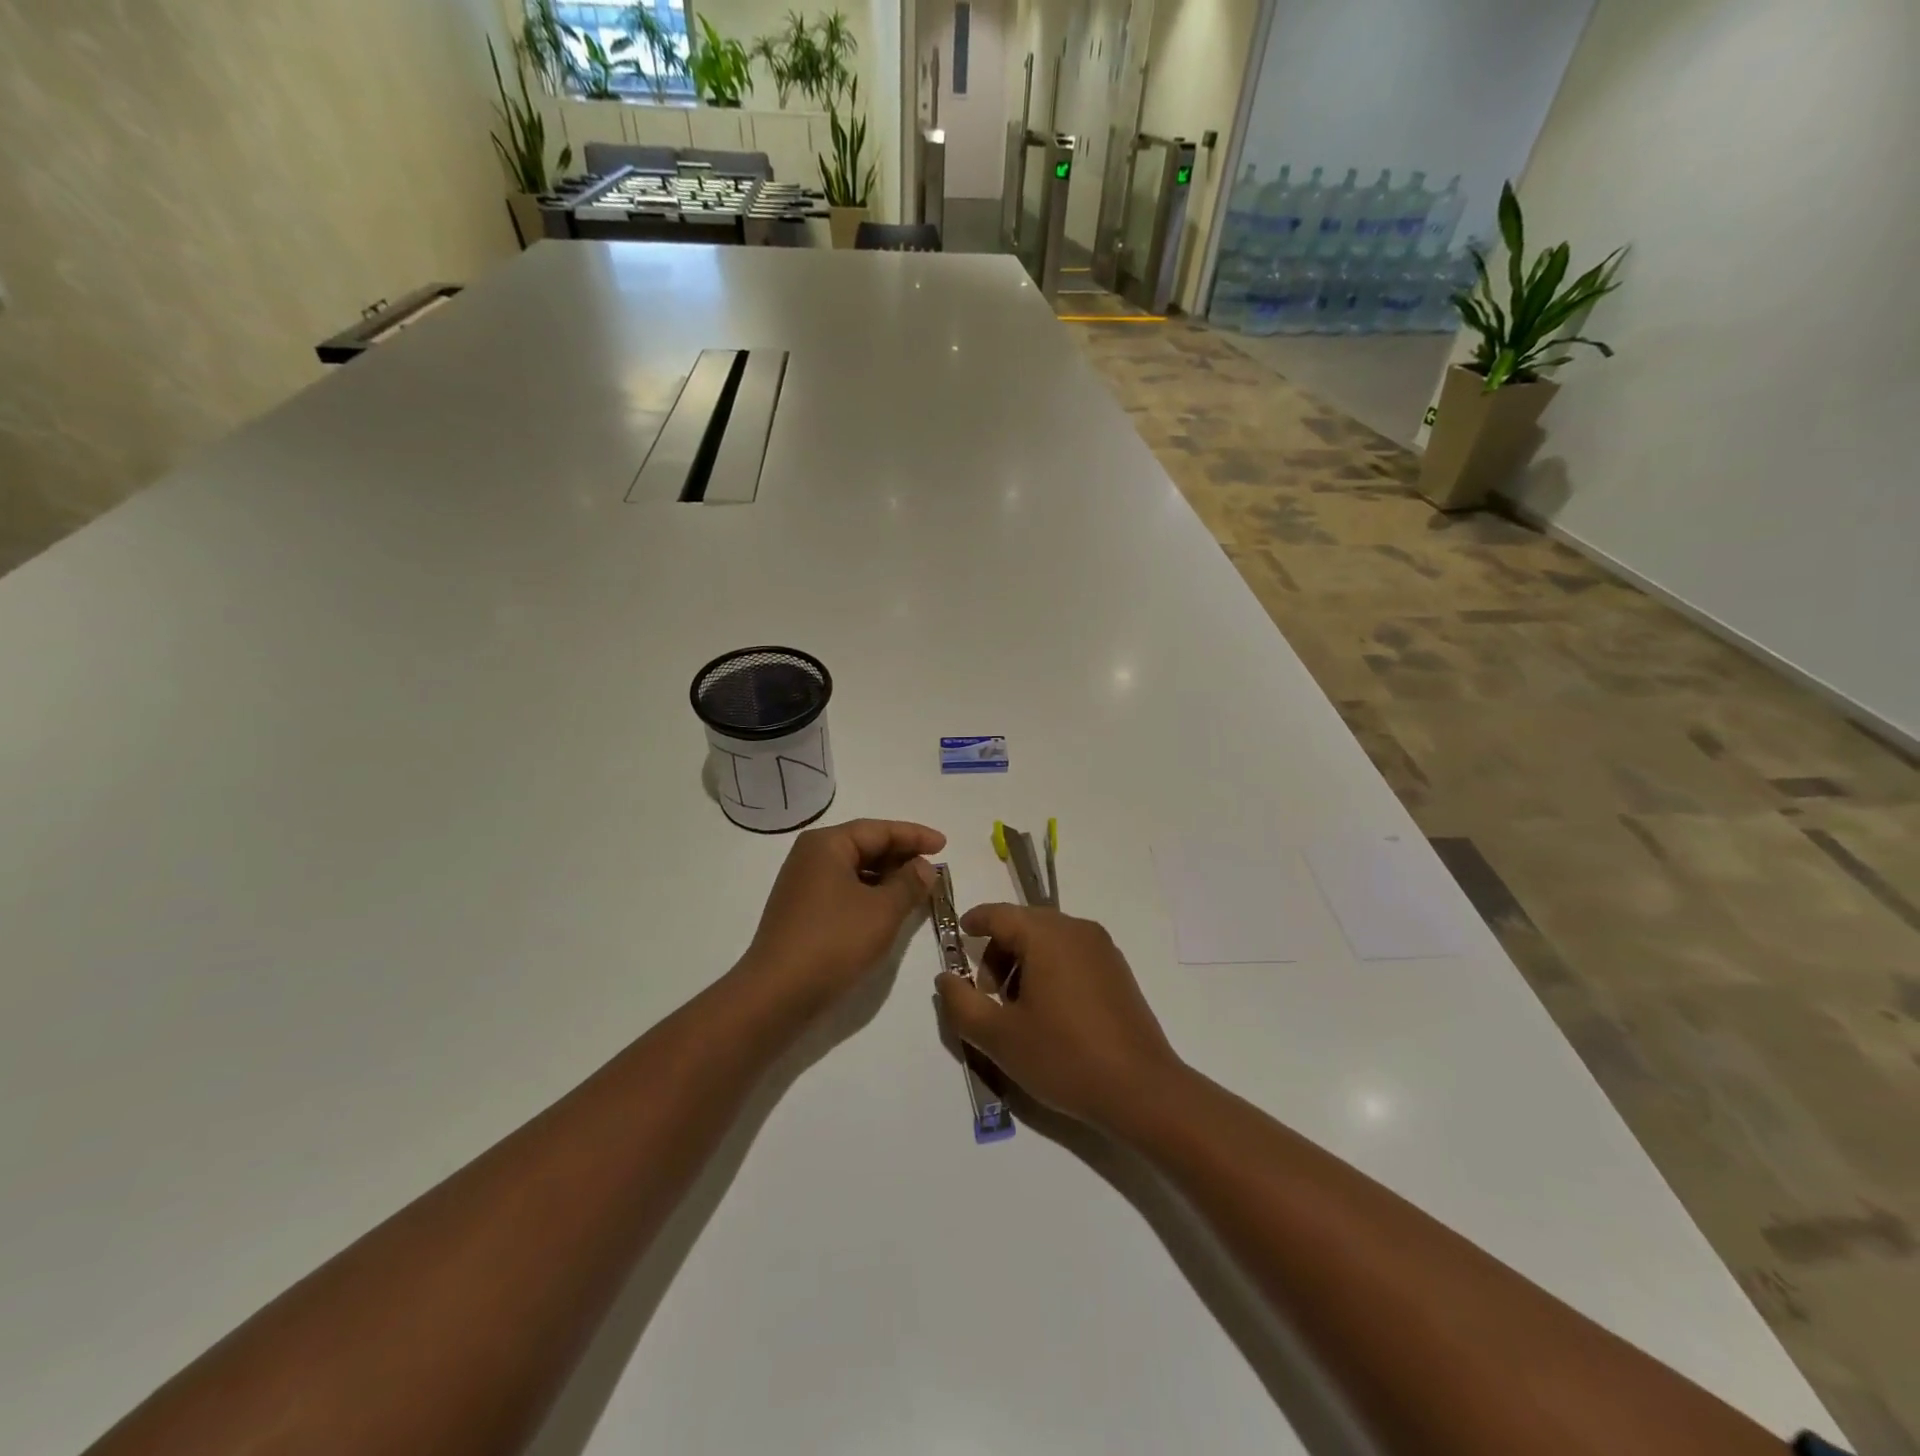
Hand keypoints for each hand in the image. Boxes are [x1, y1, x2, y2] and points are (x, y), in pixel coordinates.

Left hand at [742, 818, 945, 1010]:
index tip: (944, 845)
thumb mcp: (882, 911)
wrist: (777, 994)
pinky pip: (844, 890)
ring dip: (887, 877)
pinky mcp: (802, 911)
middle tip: (934, 868)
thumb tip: (923, 866)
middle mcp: (811, 856)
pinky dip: (870, 894)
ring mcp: (803, 884)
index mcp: (827, 844)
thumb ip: (909, 883)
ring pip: (855, 870)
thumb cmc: (833, 942)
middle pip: (865, 846)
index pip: (879, 830)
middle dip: (901, 856)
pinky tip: (889, 910)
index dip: (915, 836)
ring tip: (918, 890)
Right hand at [934, 903, 1183, 1130]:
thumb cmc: (1064, 1057)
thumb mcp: (999, 1036)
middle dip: (997, 952)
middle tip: (988, 996)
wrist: (1141, 1090)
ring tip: (1018, 1009)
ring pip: (1048, 939)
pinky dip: (1050, 968)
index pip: (998, 914)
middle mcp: (1076, 929)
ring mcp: (1102, 948)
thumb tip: (945, 977)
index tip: (958, 939)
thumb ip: (961, 1003)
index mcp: (1047, 934)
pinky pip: (1072, 953)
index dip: (973, 923)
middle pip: (1023, 924)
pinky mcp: (1117, 970)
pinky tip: (1049, 1012)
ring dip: (1023, 962)